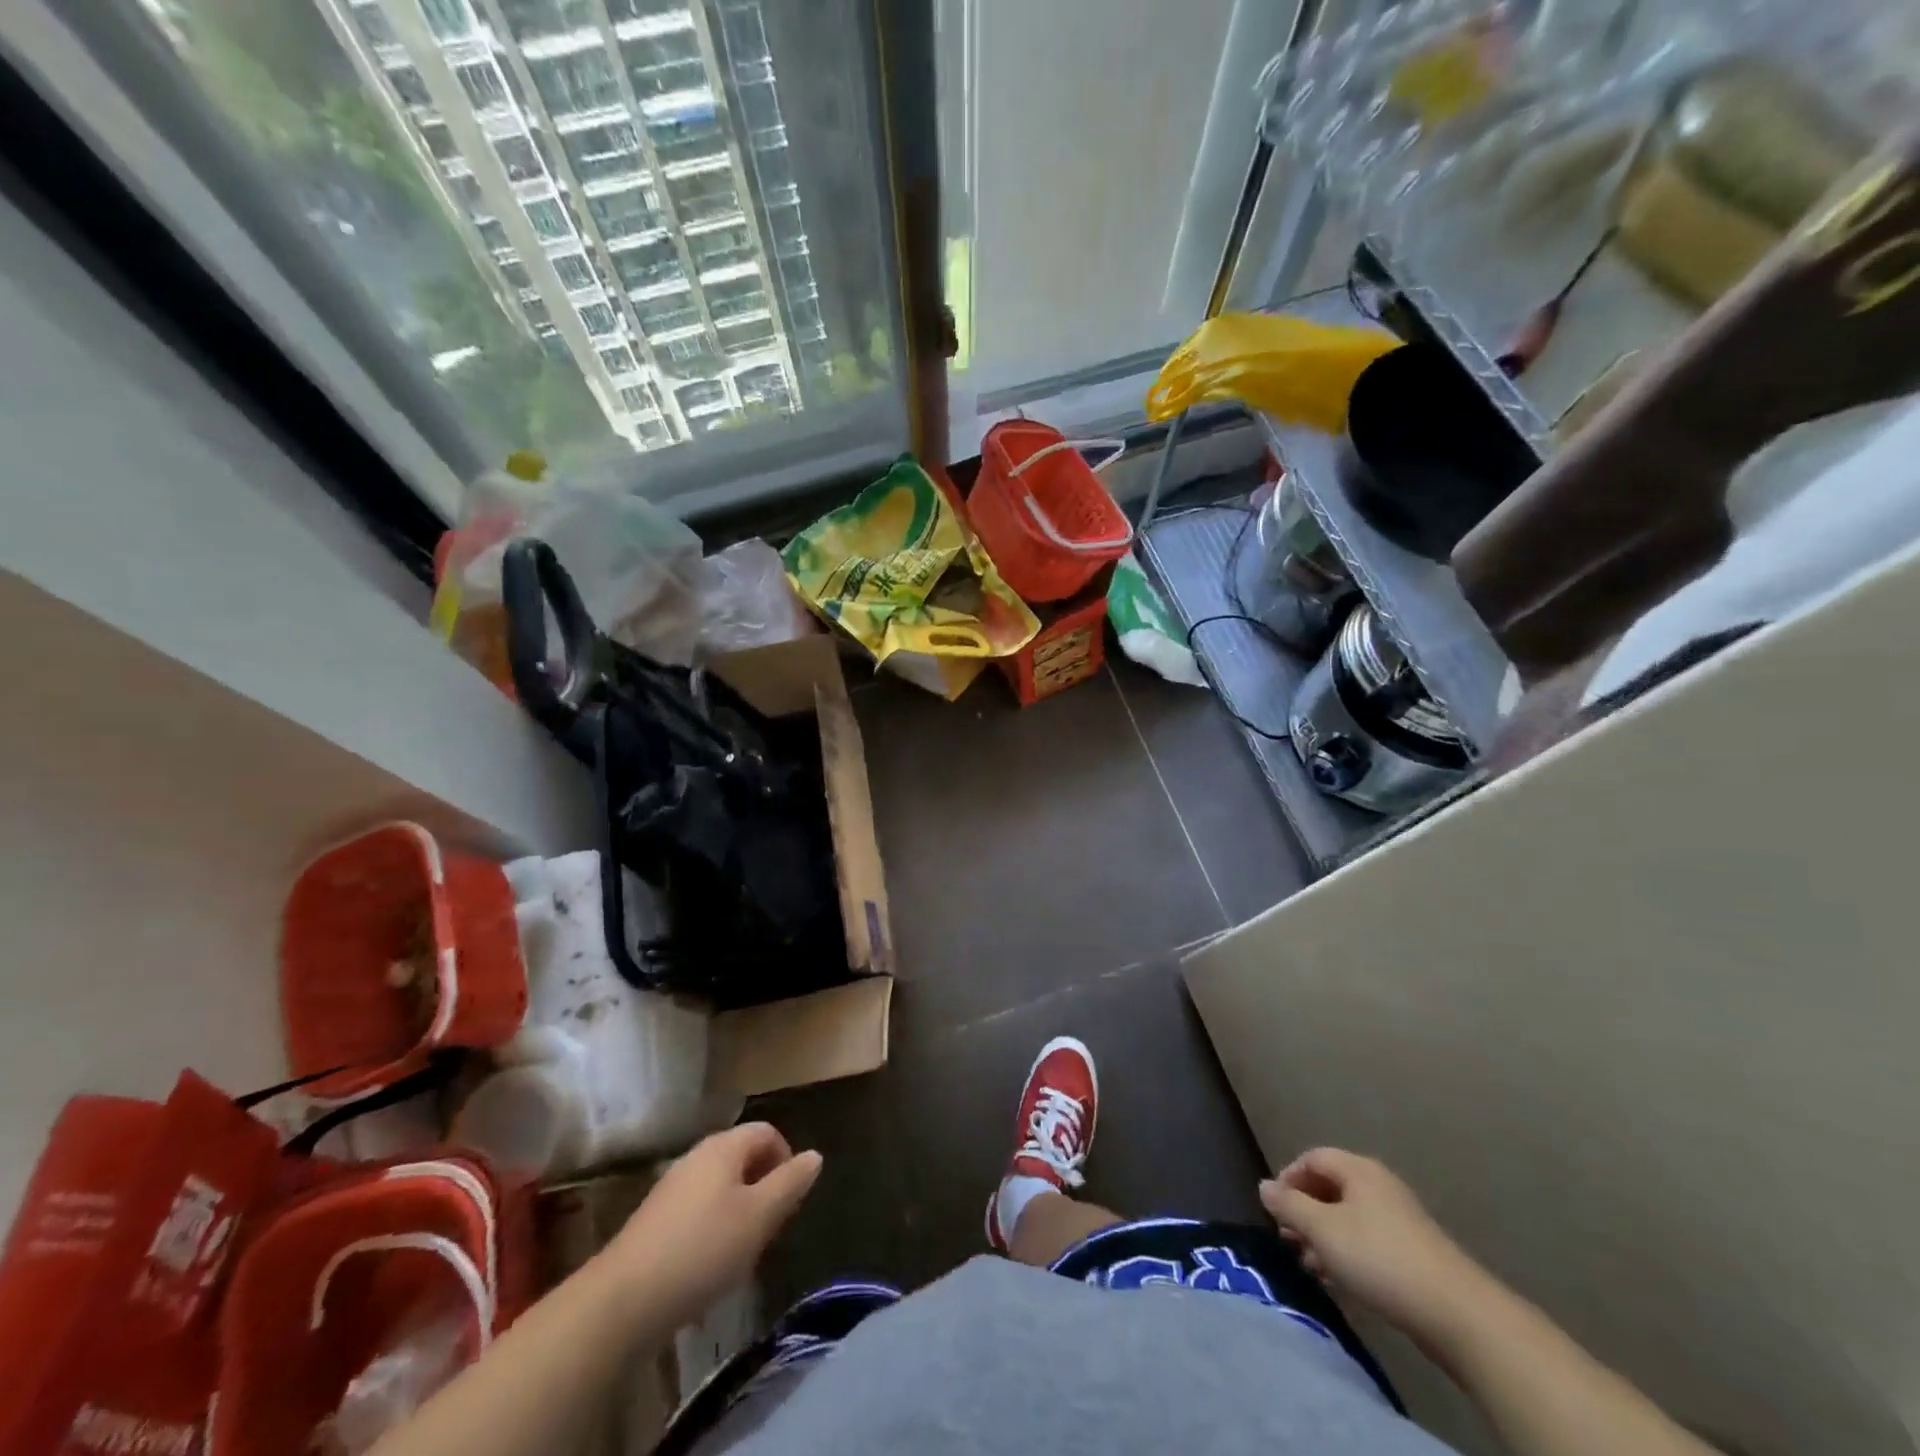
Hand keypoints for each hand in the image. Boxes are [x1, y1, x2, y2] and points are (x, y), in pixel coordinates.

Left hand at [599, 1122, 821, 1329]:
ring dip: (740, 1212)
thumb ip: (790, 1183)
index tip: (790, 1201)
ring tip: (744, 1252)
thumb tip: (815, 1155)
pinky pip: (698, 1212)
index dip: (786, 1159)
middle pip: (743, 1158)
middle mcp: (697, 1157)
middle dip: (764, 1188)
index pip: (767, 1132)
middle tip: (770, 1229)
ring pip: (721, 1187)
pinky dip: (713, 1230)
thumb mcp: (759, 1216)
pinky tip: (710, 1268)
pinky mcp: (654, 1221)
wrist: (623, 1301)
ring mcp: (672, 1188)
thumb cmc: (703, 1249)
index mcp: (724, 1147)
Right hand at [1260, 1148, 1486, 1341]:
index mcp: (1358, 1170)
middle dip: (1304, 1212)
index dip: (1288, 1178)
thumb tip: (1264, 1186)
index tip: (1275, 1210)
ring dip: (1323, 1237)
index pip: (1312, 1158)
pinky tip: (1338, 1281)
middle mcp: (1379, 1186)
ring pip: (1348, 1219)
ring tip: (1309, 1265)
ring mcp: (1400, 1220)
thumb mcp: (1323, 1229)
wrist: (1457, 1314)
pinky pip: (1368, 1242)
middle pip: (1330, 1188)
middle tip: (1288, 1240)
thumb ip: (1289, 1205)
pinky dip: (1347, 1254)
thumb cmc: (1380, 1258)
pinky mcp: (1413, 1254)